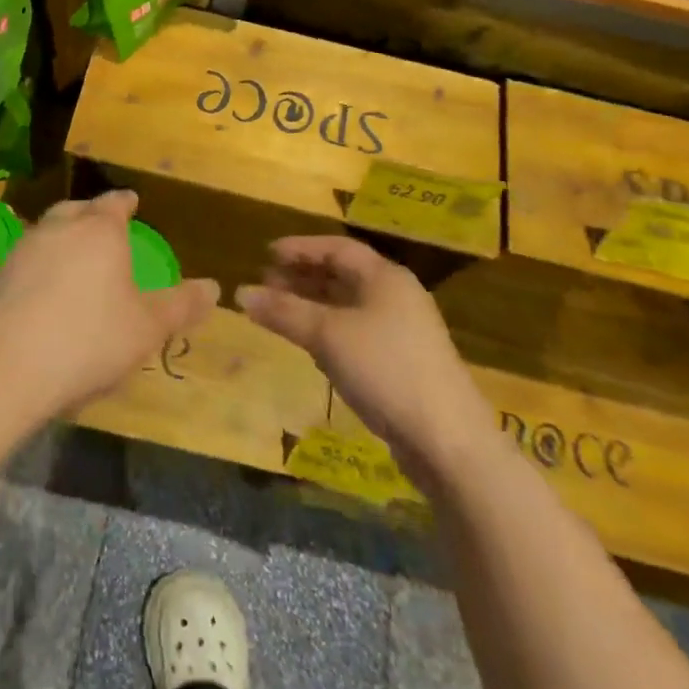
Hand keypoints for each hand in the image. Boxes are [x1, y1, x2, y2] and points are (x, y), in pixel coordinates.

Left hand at [0, 191, 219, 421]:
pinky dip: (40, 268)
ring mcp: (21, 252)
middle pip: (76, 210)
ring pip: (47, 232)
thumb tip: (214, 287)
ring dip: (62, 239)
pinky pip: (26, 263)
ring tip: (75, 259)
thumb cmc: (88, 340)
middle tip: (103, 226)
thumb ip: (180, 305)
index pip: (114, 203)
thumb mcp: (147, 328)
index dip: (125, 202)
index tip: (132, 201)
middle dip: (91, 215)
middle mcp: (58, 229)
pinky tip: (44, 294)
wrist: (3, 370)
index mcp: (98, 230)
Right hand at [236, 237, 493, 484]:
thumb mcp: (327, 336)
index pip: (337, 248)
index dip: (300, 248)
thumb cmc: (385, 369)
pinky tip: (310, 344)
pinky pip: (357, 331)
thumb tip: (241, 292)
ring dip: (313, 304)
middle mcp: (396, 295)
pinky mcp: (403, 362)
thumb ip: (284, 311)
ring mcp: (403, 330)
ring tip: (280, 311)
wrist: (448, 440)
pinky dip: (329, 329)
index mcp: (385, 277)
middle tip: (266, 283)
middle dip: (303, 276)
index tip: (266, 253)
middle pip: (343, 274)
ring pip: (349, 305)